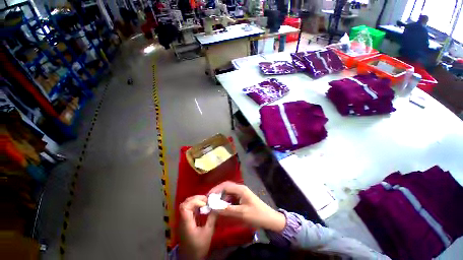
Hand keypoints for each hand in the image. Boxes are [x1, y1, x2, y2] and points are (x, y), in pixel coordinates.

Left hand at [179, 195, 217, 259]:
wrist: (191, 258)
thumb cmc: (199, 247)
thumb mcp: (208, 233)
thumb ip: (212, 218)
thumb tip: (217, 206)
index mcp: (186, 223)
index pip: (185, 206)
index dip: (194, 201)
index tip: (205, 202)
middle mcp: (182, 220)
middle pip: (185, 203)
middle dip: (196, 198)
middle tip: (206, 199)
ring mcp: (183, 221)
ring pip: (186, 205)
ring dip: (195, 201)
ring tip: (205, 202)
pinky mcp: (185, 222)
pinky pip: (188, 209)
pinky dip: (195, 206)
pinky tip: (202, 207)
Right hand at [208, 181, 285, 232]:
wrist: (270, 219)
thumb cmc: (257, 215)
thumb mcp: (241, 213)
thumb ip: (227, 210)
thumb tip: (213, 207)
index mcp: (240, 189)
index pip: (225, 186)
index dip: (216, 190)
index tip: (208, 197)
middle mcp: (240, 188)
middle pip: (226, 187)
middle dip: (217, 193)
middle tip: (209, 200)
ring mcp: (242, 193)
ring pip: (228, 192)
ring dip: (221, 197)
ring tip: (214, 204)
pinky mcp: (242, 198)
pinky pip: (232, 197)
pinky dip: (226, 201)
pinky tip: (223, 207)